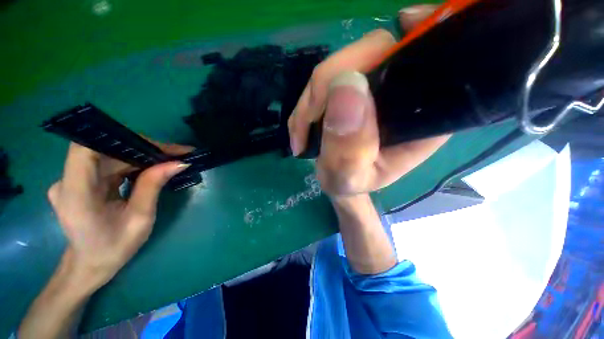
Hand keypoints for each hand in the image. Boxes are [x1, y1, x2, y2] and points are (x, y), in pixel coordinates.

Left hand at [47, 141, 191, 289]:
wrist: (92, 264)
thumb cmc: (115, 248)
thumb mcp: (140, 219)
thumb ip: (153, 186)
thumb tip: (178, 163)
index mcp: (76, 194)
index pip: (85, 149)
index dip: (117, 139)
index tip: (155, 145)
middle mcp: (69, 181)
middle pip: (104, 151)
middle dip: (142, 149)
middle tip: (177, 153)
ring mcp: (74, 180)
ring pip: (110, 156)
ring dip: (141, 155)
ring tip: (172, 158)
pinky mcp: (83, 181)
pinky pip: (110, 164)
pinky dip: (133, 163)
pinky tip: (154, 167)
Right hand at [288, 4, 449, 196]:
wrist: (338, 182)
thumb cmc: (349, 184)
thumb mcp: (349, 176)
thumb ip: (349, 147)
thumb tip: (345, 87)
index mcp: (418, 118)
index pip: (425, 61)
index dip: (417, 35)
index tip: (401, 25)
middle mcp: (400, 95)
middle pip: (373, 54)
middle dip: (327, 84)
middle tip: (306, 123)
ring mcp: (371, 89)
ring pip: (340, 67)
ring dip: (311, 99)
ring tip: (301, 133)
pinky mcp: (349, 91)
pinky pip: (325, 80)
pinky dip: (307, 102)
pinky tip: (301, 127)